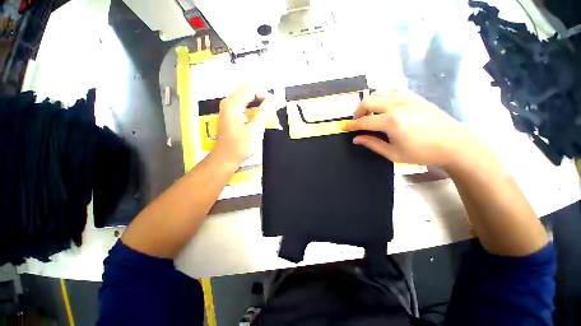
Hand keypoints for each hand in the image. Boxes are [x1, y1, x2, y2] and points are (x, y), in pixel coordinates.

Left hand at [214, 85, 276, 166]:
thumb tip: (273, 99)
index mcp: (233, 104)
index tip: (275, 106)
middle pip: (247, 89)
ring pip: (244, 95)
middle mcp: (228, 102)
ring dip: (257, 99)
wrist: (226, 158)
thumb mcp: (256, 130)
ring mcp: (227, 107)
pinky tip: (259, 113)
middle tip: (273, 107)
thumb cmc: (241, 146)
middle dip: (261, 95)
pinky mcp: (229, 113)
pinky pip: (242, 102)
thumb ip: (264, 112)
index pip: (251, 89)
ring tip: (268, 109)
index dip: (265, 95)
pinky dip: (252, 104)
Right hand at [344, 89, 481, 166]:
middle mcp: (396, 105)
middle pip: (367, 101)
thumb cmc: (422, 152)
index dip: (352, 125)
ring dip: (368, 102)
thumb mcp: (393, 153)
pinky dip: (381, 95)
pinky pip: (391, 90)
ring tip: (369, 113)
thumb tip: (356, 139)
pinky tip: (382, 105)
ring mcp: (406, 97)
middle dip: (357, 111)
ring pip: (378, 93)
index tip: (345, 127)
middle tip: (357, 121)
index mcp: (391, 122)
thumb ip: (372, 144)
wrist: (454, 142)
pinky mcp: (413, 95)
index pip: (364, 121)